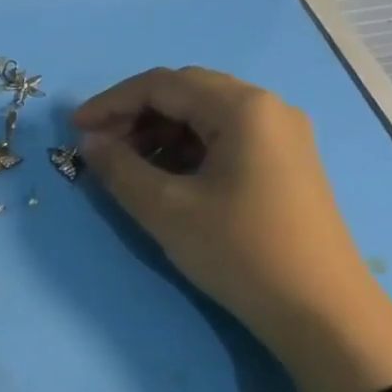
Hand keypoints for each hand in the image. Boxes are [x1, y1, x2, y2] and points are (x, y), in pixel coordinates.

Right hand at [74, 66, 391, 391]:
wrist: (317, 307)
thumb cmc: (238, 251)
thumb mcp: (168, 210)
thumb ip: (121, 170)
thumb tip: (91, 143)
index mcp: (243, 107)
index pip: (163, 84)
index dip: (112, 103)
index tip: (75, 130)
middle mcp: (269, 108)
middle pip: (188, 94)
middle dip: (137, 117)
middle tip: (101, 151)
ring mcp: (283, 137)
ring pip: (208, 118)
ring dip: (162, 135)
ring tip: (130, 170)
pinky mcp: (287, 165)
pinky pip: (228, 141)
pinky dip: (190, 152)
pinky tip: (171, 182)